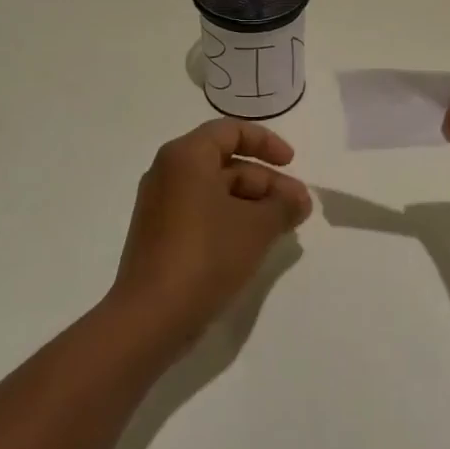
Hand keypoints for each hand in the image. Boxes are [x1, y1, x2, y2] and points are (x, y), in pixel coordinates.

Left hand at [110, 120, 313, 348]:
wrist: (150, 318)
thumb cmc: (206, 255)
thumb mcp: (257, 227)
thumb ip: (284, 205)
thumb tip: (299, 199)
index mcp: (186, 156)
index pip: (231, 130)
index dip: (266, 142)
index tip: (291, 163)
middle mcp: (168, 172)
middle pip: (225, 162)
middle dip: (266, 182)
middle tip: (297, 207)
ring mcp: (159, 205)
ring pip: (214, 190)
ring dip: (251, 203)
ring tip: (282, 229)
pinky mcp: (158, 235)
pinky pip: (200, 212)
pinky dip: (229, 219)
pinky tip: (253, 244)